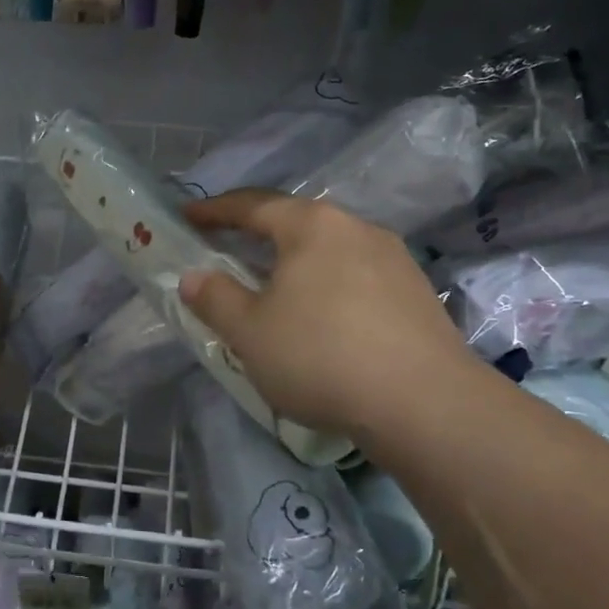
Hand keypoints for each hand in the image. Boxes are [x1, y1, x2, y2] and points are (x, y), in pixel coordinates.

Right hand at [178, 190, 476, 439]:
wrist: (423, 402)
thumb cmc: (320, 355)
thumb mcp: (249, 331)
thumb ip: (215, 298)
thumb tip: (193, 277)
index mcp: (312, 226)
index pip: (253, 205)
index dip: (214, 210)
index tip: (186, 216)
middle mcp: (357, 228)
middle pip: (296, 224)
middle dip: (258, 236)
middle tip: (228, 252)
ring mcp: (394, 259)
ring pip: (330, 252)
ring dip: (296, 265)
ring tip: (276, 291)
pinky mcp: (416, 293)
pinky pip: (356, 278)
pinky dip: (328, 287)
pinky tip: (323, 320)